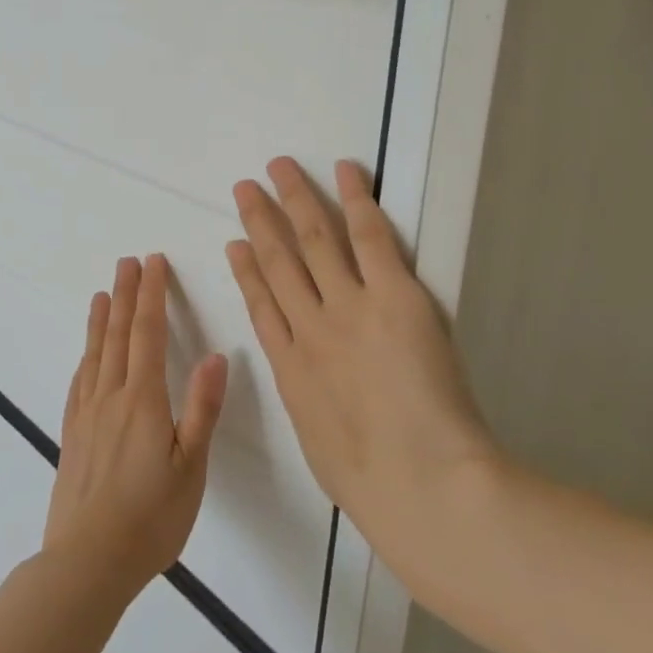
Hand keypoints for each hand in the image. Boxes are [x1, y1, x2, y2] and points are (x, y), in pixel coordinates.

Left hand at [43, 254, 228, 602]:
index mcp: (143, 400)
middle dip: (126, 294)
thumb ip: (202, 409)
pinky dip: (85, 358)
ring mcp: (87, 415)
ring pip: (95, 354)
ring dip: (100, 320)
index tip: (152, 263)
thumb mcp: (191, 467)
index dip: (151, 295)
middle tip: (127, 262)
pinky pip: (79, 383)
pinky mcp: (72, 435)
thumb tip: (217, 356)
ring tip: (103, 293)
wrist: (87, 560)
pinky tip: (85, 356)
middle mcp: (111, 397)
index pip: (148, 333)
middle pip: (118, 334)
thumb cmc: (150, 517)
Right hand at [227, 157, 498, 570]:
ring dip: (295, 199)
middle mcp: (310, 326)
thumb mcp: (322, 447)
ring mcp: (348, 307)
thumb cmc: (370, 483)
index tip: (234, 243)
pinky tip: (345, 171)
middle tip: (245, 187)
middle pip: (278, 260)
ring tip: (278, 169)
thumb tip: (317, 399)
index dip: (246, 270)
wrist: (419, 483)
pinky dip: (355, 201)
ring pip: (313, 239)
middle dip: (261, 220)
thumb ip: (316, 411)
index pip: (261, 304)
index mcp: (291, 367)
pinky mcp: (393, 296)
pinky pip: (369, 238)